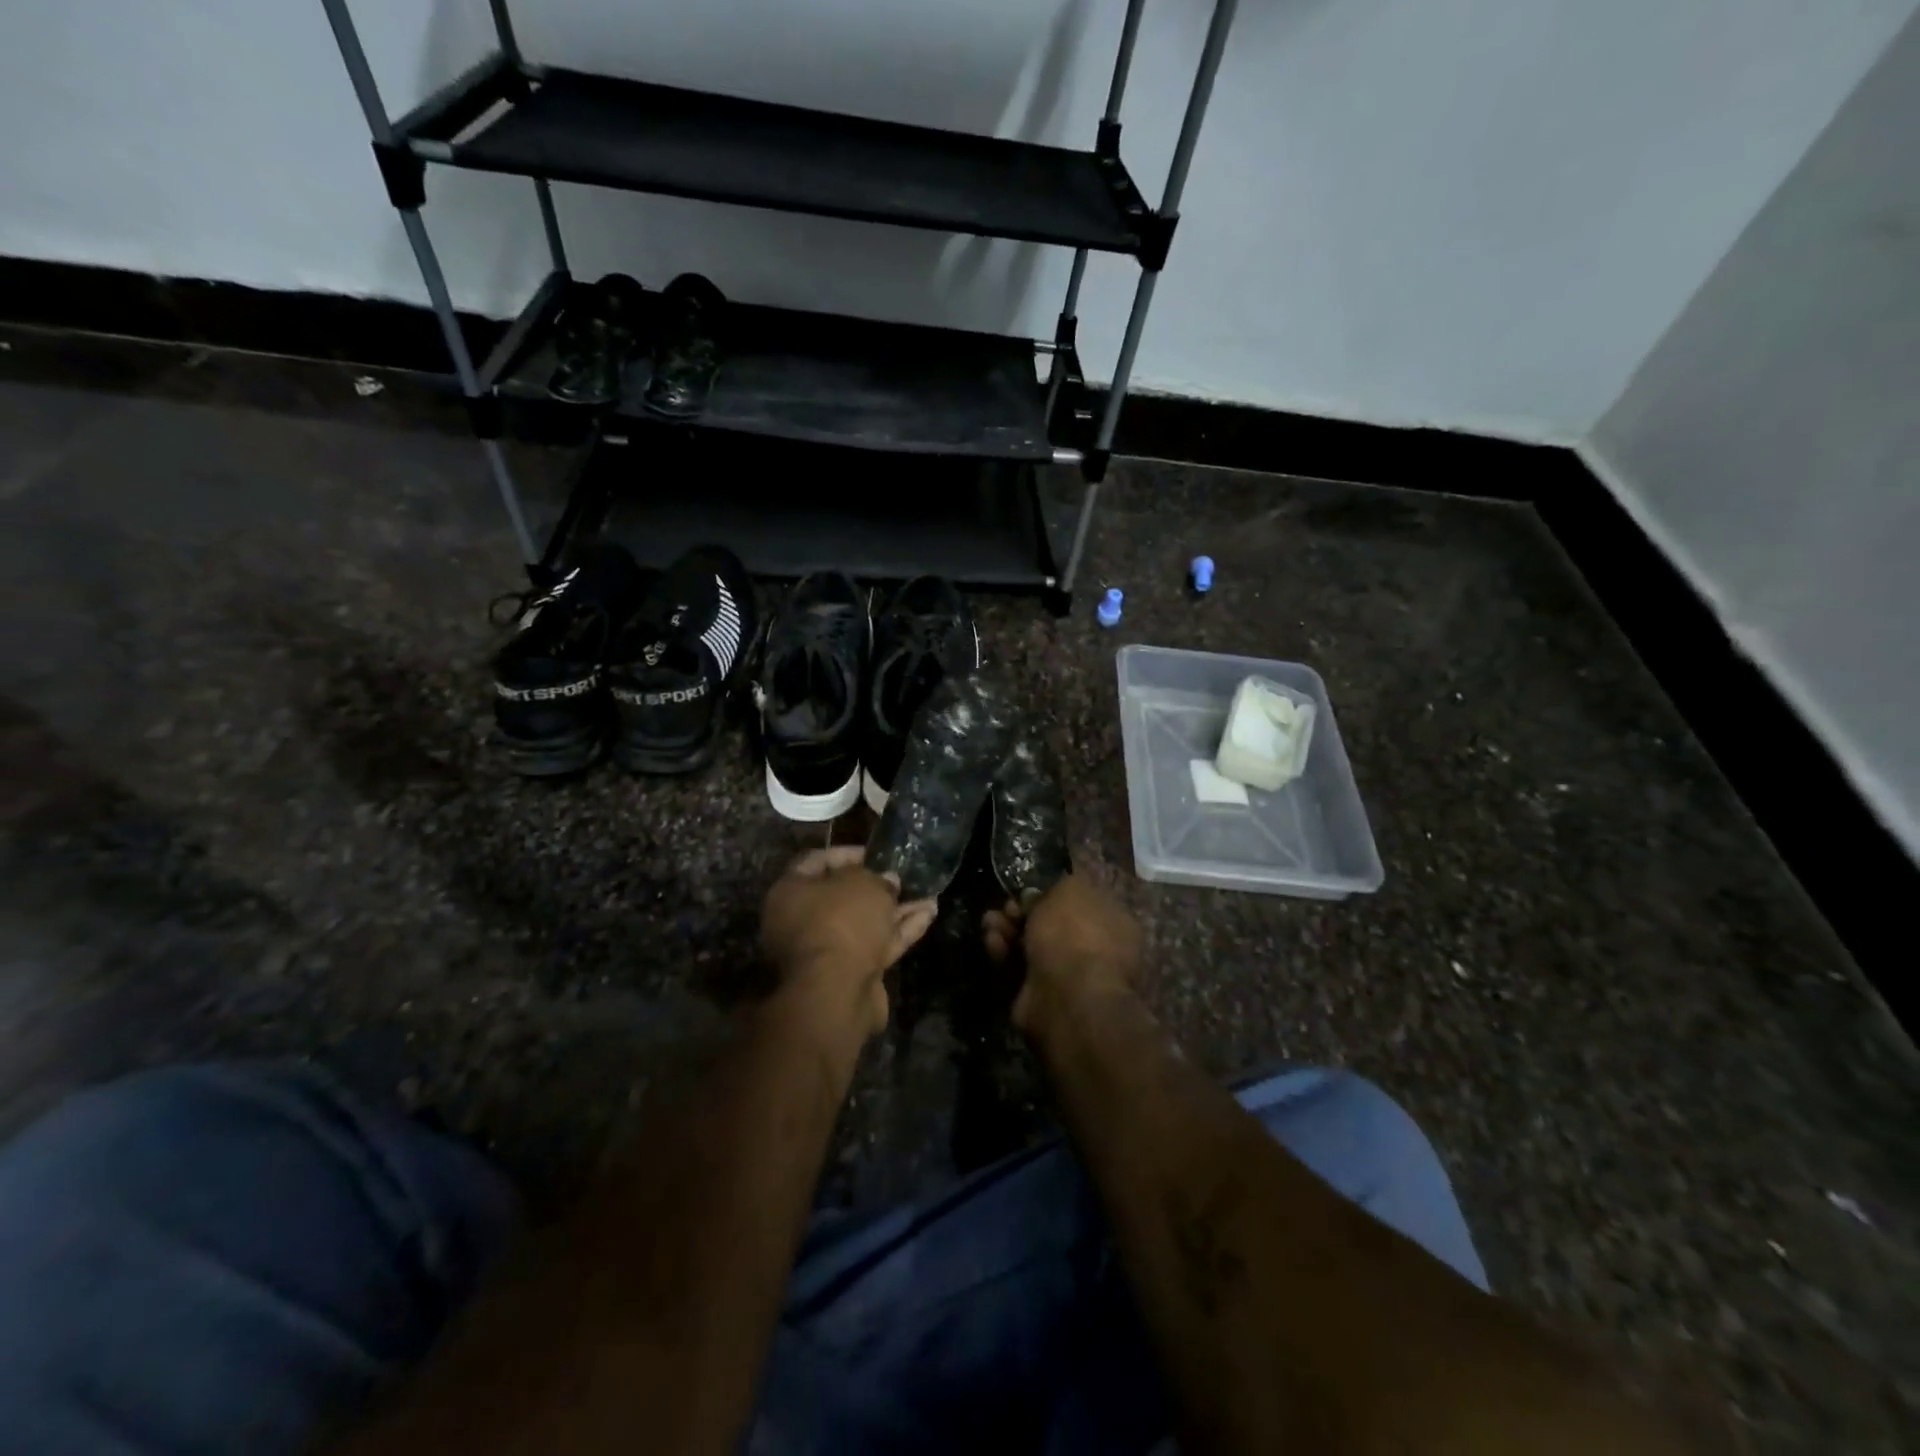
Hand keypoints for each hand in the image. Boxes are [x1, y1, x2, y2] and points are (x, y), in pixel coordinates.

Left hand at [761, 847, 936, 1042]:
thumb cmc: (842, 922)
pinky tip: (929, 914)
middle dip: (876, 886)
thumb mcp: (864, 884)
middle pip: (842, 896)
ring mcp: (827, 950)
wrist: (838, 992)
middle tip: (902, 877)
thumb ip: (877, 877)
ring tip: (928, 894)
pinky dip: (900, 930)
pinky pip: (876, 944)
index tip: (875, 853)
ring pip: (864, 922)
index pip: (816, 861)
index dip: (847, 853)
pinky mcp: (850, 973)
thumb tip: (887, 881)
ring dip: (895, 909)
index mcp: (790, 893)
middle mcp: (802, 921)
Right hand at [983, 873, 1141, 1036]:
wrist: (1068, 996)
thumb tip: (1041, 897)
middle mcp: (1096, 950)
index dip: (1052, 893)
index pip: (1081, 903)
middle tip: (1007, 906)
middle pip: (1051, 924)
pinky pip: (1018, 968)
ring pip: (1031, 945)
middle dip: (1023, 912)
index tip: (1030, 888)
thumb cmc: (1076, 934)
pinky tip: (992, 941)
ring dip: (1007, 929)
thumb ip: (1058, 886)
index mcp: (1115, 922)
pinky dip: (1003, 952)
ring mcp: (1068, 976)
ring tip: (990, 922)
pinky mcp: (1040, 996)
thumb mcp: (1071, 889)